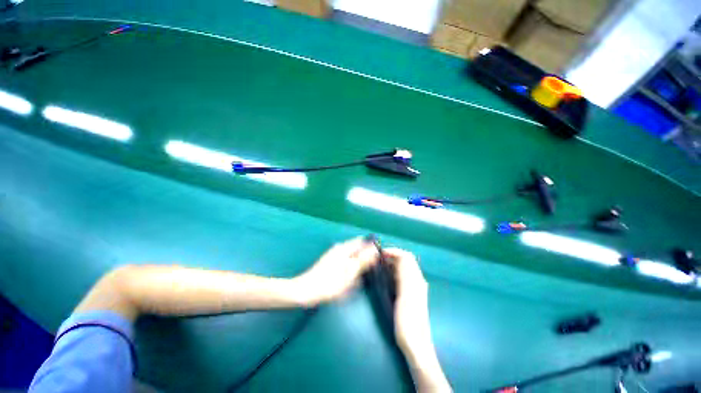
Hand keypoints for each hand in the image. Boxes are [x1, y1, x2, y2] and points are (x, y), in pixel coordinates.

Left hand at [294, 237, 378, 305]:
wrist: (305, 291)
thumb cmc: (329, 283)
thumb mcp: (349, 273)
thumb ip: (363, 260)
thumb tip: (375, 250)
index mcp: (344, 248)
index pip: (362, 242)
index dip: (371, 247)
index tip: (379, 258)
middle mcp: (339, 249)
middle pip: (357, 248)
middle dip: (365, 257)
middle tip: (371, 270)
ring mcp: (334, 255)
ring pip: (352, 256)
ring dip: (358, 264)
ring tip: (362, 276)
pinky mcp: (331, 263)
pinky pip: (346, 262)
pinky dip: (351, 268)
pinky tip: (352, 279)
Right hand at [382, 248, 430, 352]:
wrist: (415, 344)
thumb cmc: (408, 321)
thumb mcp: (406, 295)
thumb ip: (405, 274)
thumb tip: (400, 257)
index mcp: (416, 279)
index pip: (406, 257)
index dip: (393, 252)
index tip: (380, 253)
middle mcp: (417, 280)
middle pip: (404, 261)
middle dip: (391, 256)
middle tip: (377, 259)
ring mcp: (413, 288)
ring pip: (402, 268)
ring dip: (391, 263)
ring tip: (379, 266)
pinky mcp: (409, 294)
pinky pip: (400, 277)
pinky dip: (392, 272)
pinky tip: (384, 277)